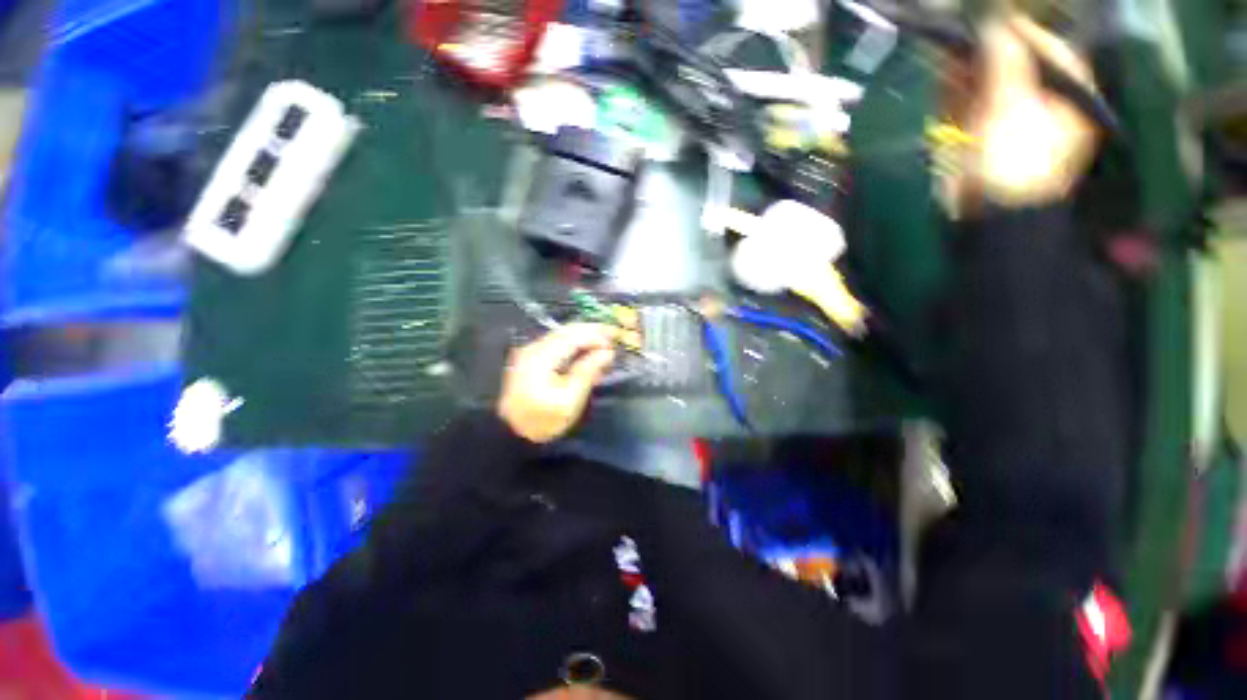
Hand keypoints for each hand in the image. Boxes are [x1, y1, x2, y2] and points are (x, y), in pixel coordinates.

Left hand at [497, 324, 618, 443]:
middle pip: (567, 332)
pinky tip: (585, 356)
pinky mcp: (530, 360)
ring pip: (562, 337)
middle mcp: (533, 348)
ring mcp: (529, 353)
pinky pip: (556, 346)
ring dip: (583, 339)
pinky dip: (573, 347)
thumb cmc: (543, 420)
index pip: (574, 336)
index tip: (615, 340)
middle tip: (612, 339)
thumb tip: (607, 352)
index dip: (596, 335)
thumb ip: (588, 371)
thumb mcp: (570, 399)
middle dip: (591, 333)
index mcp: (541, 356)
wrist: (511, 435)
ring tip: (602, 348)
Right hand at [958, 15, 1100, 209]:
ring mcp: (1004, 114)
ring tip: (942, 49)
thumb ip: (1007, 63)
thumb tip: (995, 22)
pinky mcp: (976, 132)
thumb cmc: (1017, 160)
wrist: (992, 212)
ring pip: (983, 80)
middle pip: (1010, 61)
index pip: (1041, 45)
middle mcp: (1036, 96)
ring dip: (963, 67)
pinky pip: (965, 102)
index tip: (984, 20)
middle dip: (983, 49)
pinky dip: (951, 89)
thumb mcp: (1015, 107)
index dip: (1013, 30)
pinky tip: (940, 75)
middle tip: (957, 35)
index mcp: (1062, 89)